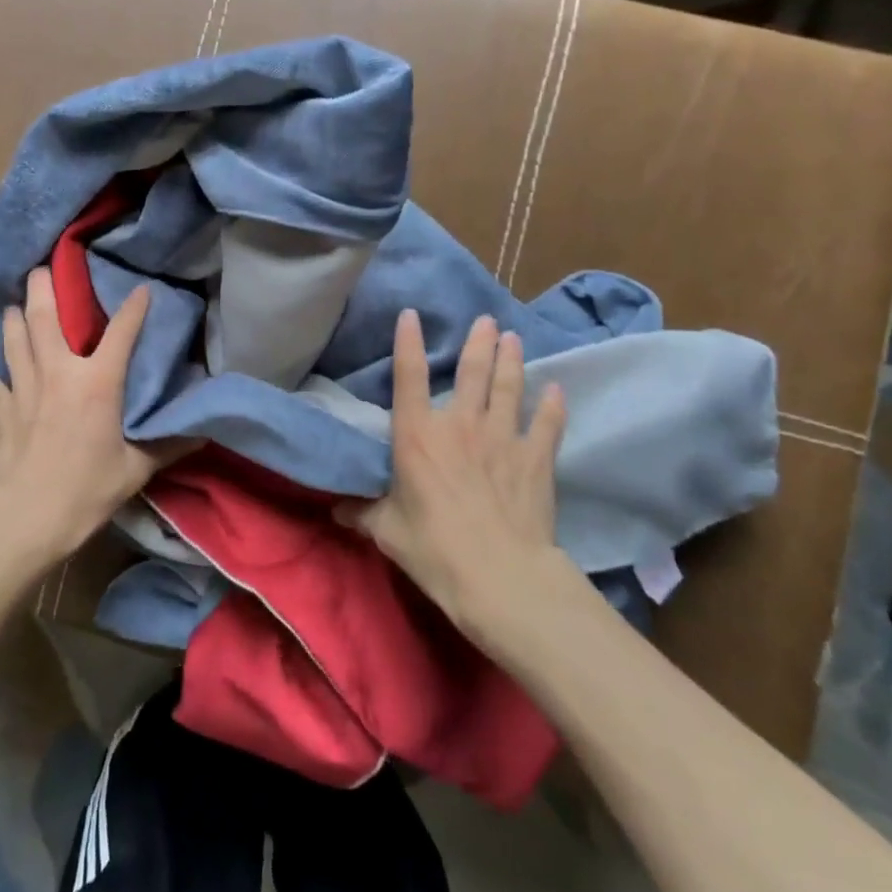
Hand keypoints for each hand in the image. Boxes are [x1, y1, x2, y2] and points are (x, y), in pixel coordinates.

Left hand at [0, 267, 189, 569]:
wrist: (26, 517)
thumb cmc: (87, 489)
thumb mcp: (136, 469)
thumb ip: (169, 445)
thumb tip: (204, 432)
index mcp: (97, 382)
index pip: (120, 332)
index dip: (134, 308)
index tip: (142, 289)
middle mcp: (58, 373)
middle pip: (44, 318)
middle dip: (43, 287)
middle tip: (42, 267)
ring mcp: (24, 389)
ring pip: (15, 340)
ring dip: (15, 318)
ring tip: (16, 304)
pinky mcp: (3, 410)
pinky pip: (1, 381)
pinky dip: (4, 372)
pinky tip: (3, 373)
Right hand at [344, 310, 568, 627]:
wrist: (500, 577)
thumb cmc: (434, 549)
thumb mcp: (387, 531)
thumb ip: (362, 513)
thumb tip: (335, 510)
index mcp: (417, 435)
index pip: (408, 376)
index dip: (408, 342)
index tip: (411, 314)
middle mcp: (459, 425)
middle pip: (470, 372)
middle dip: (477, 342)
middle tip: (485, 320)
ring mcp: (502, 438)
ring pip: (508, 387)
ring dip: (511, 360)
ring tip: (512, 337)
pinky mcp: (535, 459)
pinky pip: (547, 424)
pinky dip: (552, 405)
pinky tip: (556, 389)